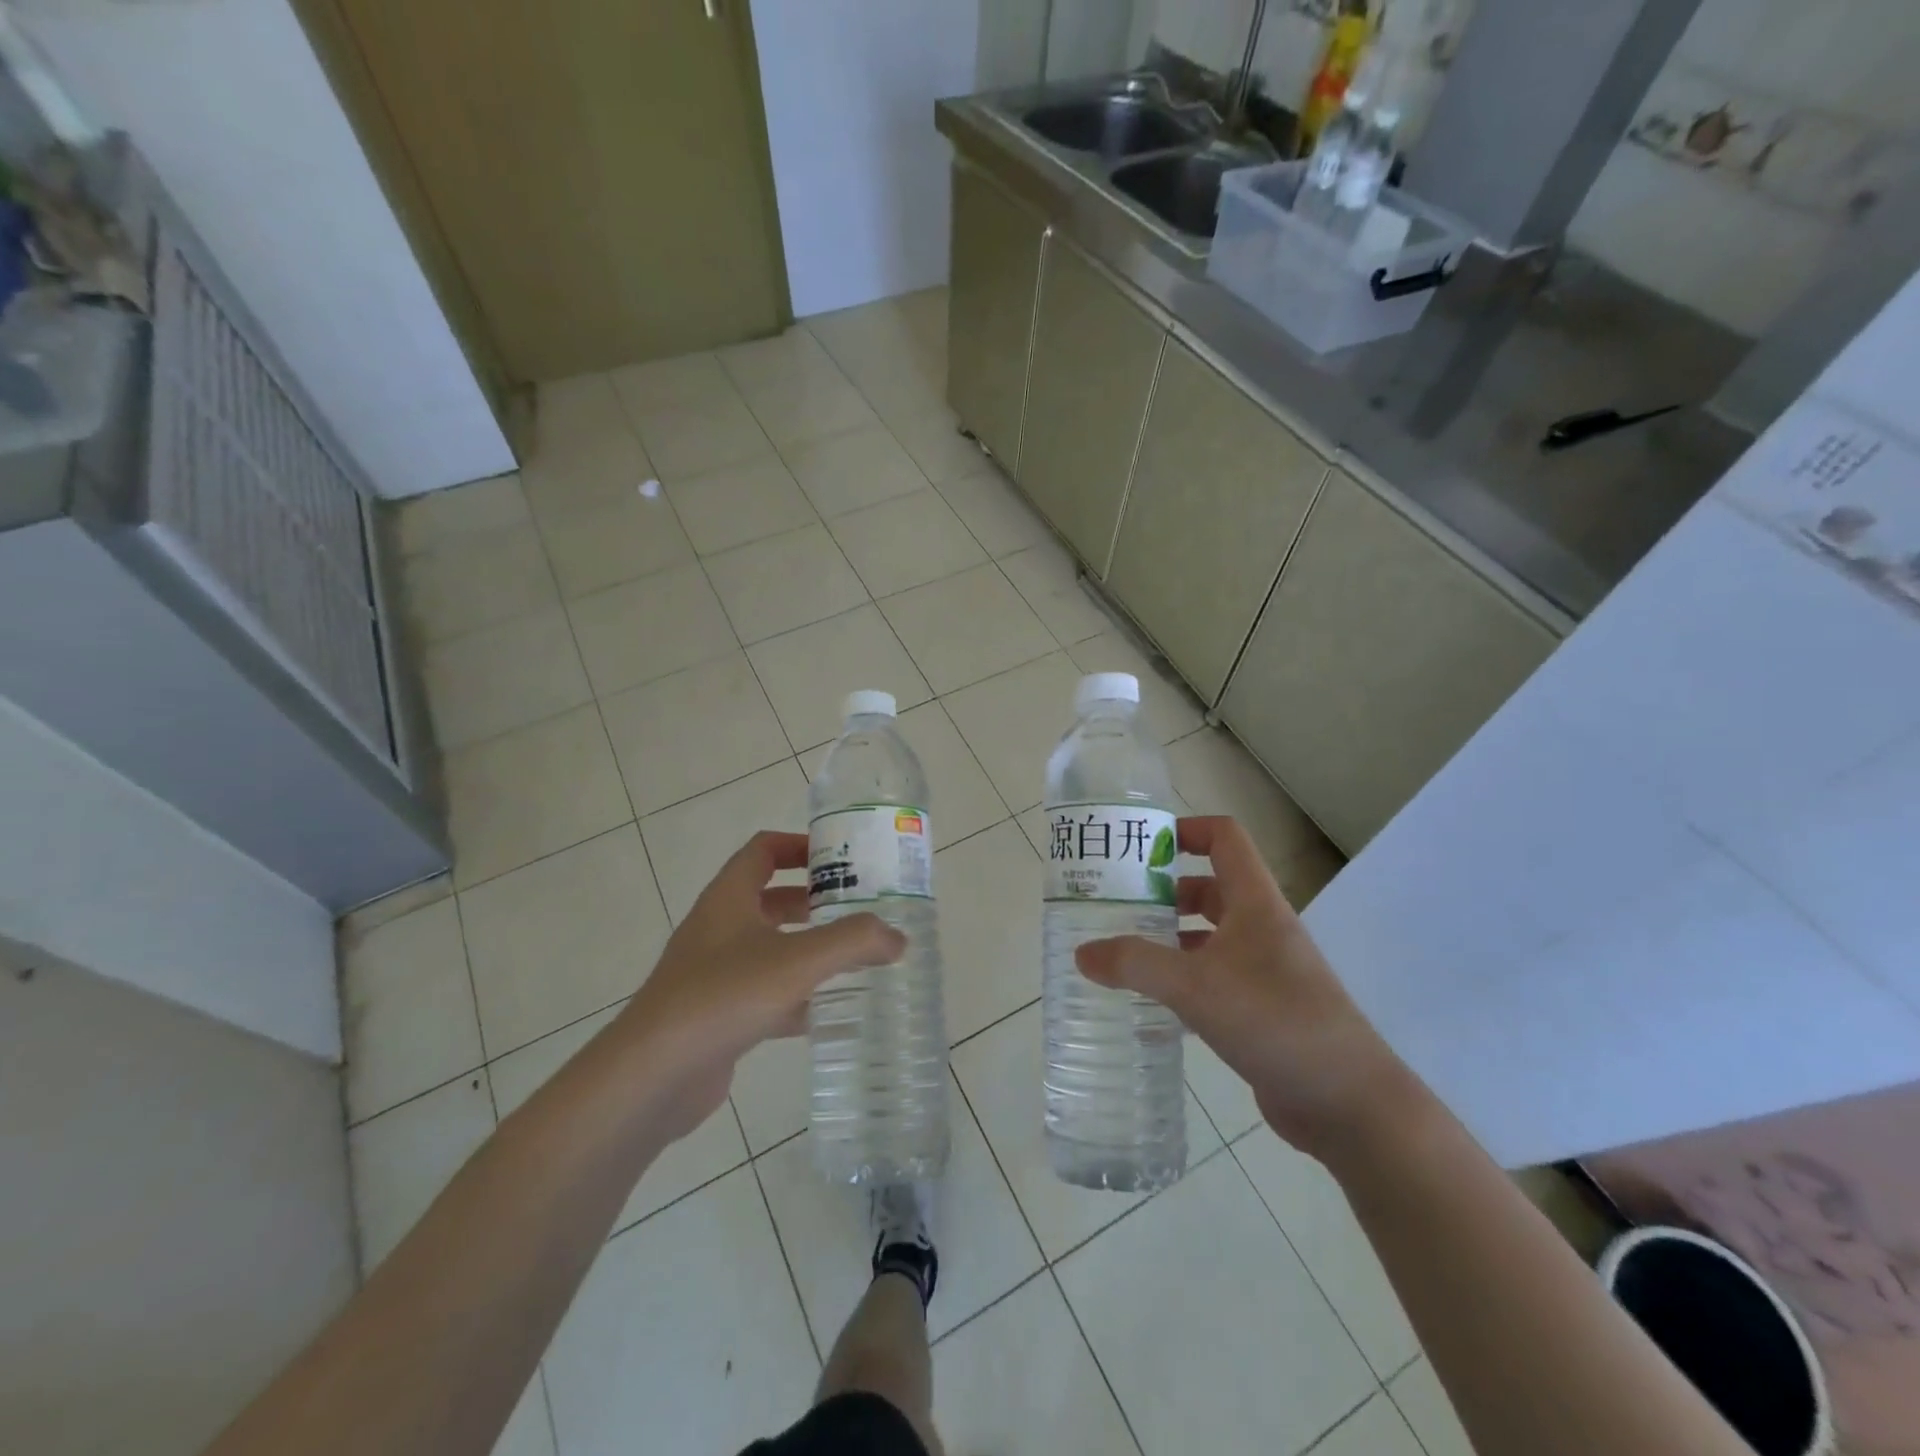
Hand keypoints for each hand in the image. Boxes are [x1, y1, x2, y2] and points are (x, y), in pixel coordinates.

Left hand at [618, 831, 904, 1138]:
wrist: (653, 1075)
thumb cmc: (723, 996)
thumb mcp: (798, 960)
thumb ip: (853, 942)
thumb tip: (897, 937)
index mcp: (729, 898)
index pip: (763, 850)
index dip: (800, 846)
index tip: (840, 857)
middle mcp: (719, 928)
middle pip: (770, 899)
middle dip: (814, 901)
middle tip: (858, 909)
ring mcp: (714, 973)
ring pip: (770, 948)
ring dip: (808, 949)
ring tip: (854, 958)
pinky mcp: (717, 1015)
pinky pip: (765, 993)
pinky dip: (796, 997)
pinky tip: (828, 1013)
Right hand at [1074, 816, 1416, 1159]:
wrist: (1350, 1104)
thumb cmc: (1276, 1022)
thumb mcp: (1196, 987)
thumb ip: (1136, 964)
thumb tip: (1082, 952)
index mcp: (1256, 904)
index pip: (1225, 839)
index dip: (1186, 830)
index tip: (1141, 846)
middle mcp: (1261, 929)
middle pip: (1209, 888)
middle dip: (1164, 890)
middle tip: (1116, 903)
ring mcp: (1265, 971)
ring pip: (1209, 937)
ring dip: (1170, 938)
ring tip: (1122, 950)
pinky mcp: (1262, 1010)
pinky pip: (1213, 979)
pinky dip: (1182, 980)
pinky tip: (1150, 1001)